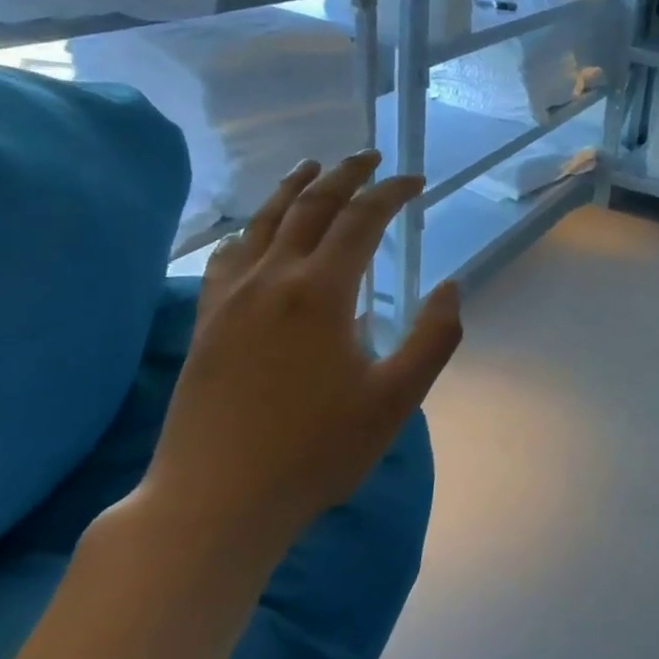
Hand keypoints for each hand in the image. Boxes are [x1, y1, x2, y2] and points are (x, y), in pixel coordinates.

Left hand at [138, 153, 462, 562]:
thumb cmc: (315, 450)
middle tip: (369, 157)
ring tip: (312, 168)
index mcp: (320, 293)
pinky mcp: (208, 323)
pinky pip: (229, 256)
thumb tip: (451, 286)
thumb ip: (434, 337)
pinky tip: (256, 233)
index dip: (391, 193)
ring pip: (263, 223)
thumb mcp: (397, 399)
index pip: (361, 220)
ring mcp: (231, 300)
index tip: (415, 182)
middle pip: (310, 207)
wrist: (214, 501)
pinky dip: (252, 229)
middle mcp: (272, 280)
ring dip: (294, 190)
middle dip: (344, 175)